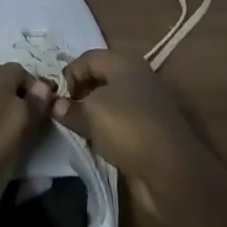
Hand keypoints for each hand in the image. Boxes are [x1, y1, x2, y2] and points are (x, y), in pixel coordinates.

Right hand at [51, 50, 204, 203]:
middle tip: (65, 113)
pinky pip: (122, 121)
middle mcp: (137, 77)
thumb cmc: (127, 128)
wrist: (171, 169)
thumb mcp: (90, 114)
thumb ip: (69, 108)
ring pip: (112, 101)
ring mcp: (147, 103)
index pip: (88, 58)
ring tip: (79, 129)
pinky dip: (108, 129)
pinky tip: (99, 143)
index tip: (58, 99)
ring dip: (94, 113)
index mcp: (124, 62)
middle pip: (101, 77)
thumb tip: (55, 106)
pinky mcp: (152, 128)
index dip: (69, 74)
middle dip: (81, 93)